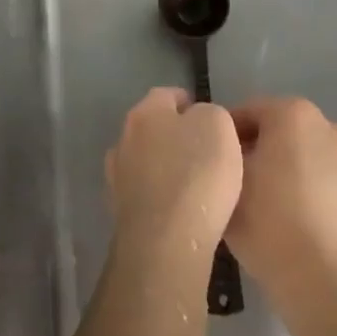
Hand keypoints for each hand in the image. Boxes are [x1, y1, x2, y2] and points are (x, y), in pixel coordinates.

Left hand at [104, 88, 243, 263]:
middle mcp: (124, 138)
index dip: (190, 104)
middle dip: (175, 135)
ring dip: (165, 166)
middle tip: (205, 152)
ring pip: (146, 161)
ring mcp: (117, 176)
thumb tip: (198, 120)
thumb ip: (209, 113)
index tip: (211, 121)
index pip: (167, 95)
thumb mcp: (219, 125)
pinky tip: (179, 208)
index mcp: (145, 112)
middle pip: (153, 128)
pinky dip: (160, 195)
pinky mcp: (120, 210)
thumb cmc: (197, 173)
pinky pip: (145, 192)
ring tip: (193, 183)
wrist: (167, 239)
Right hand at [228, 97, 336, 298]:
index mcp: (293, 113)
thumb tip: (228, 149)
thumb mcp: (228, 177)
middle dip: (258, 148)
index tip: (213, 158)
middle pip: (279, 129)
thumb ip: (225, 152)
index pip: (248, 113)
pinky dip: (306, 185)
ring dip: (284, 165)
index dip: (226, 134)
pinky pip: (322, 176)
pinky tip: (288, 211)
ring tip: (262, 197)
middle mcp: (328, 124)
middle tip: (234, 178)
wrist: (318, 276)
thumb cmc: (266, 217)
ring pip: (303, 153)